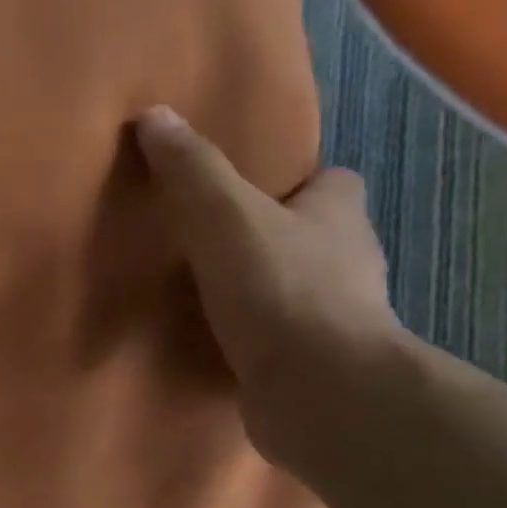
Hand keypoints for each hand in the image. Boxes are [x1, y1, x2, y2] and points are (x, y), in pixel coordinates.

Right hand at [135, 105, 403, 459]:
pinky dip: (263, 340)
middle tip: (219, 242)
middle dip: (280, 237)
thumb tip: (154, 115)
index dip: (301, 182)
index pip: (335, 183)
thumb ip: (191, 170)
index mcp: (339, 216)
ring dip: (270, 290)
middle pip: (319, 236)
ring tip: (212, 294)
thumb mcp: (224, 216)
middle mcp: (351, 263)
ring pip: (304, 290)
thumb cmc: (280, 289)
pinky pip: (288, 341)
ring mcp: (342, 320)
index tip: (255, 191)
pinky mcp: (320, 367)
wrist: (319, 392)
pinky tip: (222, 345)